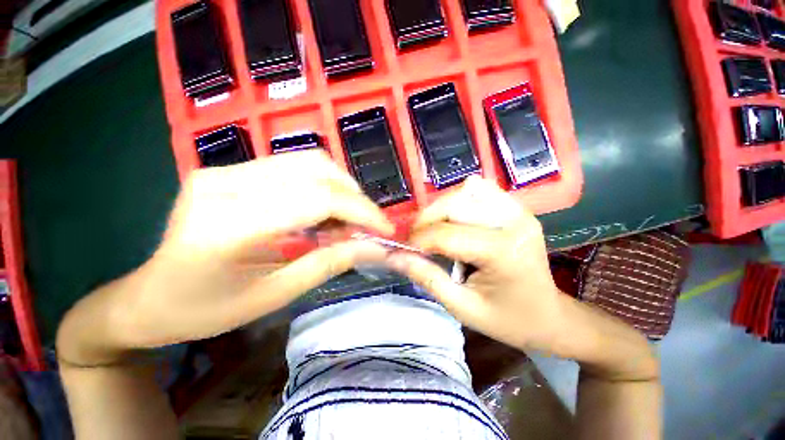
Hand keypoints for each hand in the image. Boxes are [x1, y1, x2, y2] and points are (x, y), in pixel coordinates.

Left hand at [57, 151, 393, 364]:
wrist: (148, 297)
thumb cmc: (206, 310)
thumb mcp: (274, 296)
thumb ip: (328, 264)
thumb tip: (372, 246)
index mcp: (229, 226)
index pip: (317, 200)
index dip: (361, 211)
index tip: (386, 229)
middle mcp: (225, 185)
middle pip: (314, 170)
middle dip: (354, 197)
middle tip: (367, 224)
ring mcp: (222, 171)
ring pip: (306, 161)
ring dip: (340, 187)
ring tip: (347, 218)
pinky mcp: (227, 170)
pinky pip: (291, 166)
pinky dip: (321, 185)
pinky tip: (324, 209)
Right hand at [386, 176, 562, 350]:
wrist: (548, 315)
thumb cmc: (507, 319)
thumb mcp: (462, 307)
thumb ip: (426, 278)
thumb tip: (393, 256)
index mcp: (502, 252)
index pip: (446, 235)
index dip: (417, 241)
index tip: (403, 250)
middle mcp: (513, 222)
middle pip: (454, 204)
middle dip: (427, 220)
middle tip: (417, 239)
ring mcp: (518, 210)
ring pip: (466, 191)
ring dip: (442, 208)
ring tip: (434, 229)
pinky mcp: (517, 208)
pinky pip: (480, 190)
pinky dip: (460, 200)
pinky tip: (456, 219)